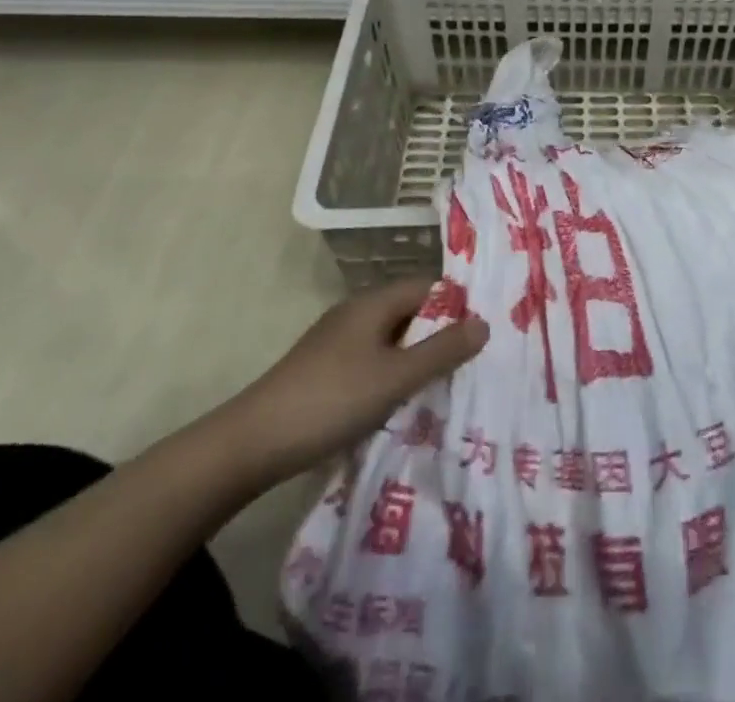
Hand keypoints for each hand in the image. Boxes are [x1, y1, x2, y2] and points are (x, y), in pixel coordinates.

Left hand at [224, 279, 488, 481]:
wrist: (249, 446)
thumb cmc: (331, 401)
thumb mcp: (395, 378)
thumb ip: (442, 351)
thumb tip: (485, 323)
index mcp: (373, 303)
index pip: (428, 288)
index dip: (457, 305)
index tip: (484, 331)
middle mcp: (355, 313)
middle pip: (410, 313)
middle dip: (440, 335)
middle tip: (472, 362)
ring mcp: (336, 343)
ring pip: (391, 341)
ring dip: (416, 360)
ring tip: (446, 386)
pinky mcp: (323, 371)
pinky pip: (372, 362)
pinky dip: (392, 376)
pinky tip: (402, 404)